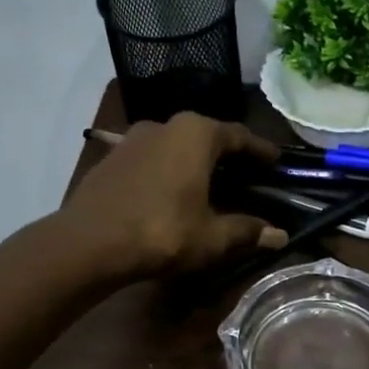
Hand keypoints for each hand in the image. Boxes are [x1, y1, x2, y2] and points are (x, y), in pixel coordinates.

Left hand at [61, 115, 287, 279]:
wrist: (88, 243)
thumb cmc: (162, 231)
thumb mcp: (212, 237)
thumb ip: (247, 231)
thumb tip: (280, 236)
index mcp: (196, 134)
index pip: (239, 136)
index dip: (260, 150)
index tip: (276, 161)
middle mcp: (165, 125)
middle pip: (207, 136)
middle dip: (228, 154)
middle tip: (246, 173)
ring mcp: (133, 139)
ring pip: (176, 145)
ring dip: (195, 161)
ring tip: (210, 183)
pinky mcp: (111, 158)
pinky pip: (152, 158)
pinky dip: (169, 170)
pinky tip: (172, 192)